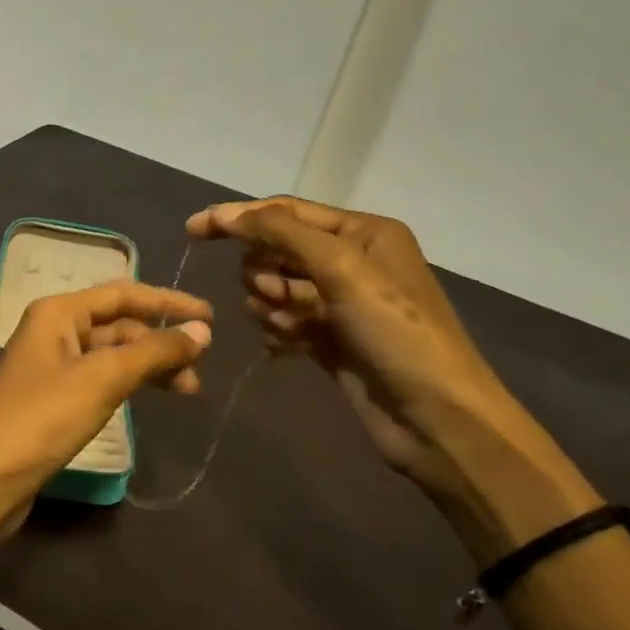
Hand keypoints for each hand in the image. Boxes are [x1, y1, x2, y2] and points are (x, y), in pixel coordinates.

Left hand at [0, 281, 211, 548]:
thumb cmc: (43, 417)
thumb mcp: (102, 379)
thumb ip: (153, 352)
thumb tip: (201, 331)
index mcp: (58, 312)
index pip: (123, 293)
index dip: (168, 302)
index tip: (210, 317)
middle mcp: (54, 330)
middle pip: (118, 324)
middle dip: (160, 341)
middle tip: (201, 367)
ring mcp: (53, 365)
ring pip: (112, 354)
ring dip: (149, 366)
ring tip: (188, 390)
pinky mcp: (54, 399)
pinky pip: (101, 378)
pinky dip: (129, 383)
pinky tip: (150, 397)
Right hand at [187, 197, 595, 554]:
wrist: (436, 418)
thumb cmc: (394, 330)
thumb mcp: (340, 267)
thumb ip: (280, 232)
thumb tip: (225, 213)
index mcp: (362, 232)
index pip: (286, 211)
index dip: (239, 218)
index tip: (193, 230)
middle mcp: (351, 261)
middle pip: (278, 249)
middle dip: (265, 270)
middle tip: (275, 295)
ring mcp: (341, 303)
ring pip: (277, 287)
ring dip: (271, 304)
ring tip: (287, 327)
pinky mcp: (331, 340)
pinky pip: (284, 321)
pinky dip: (278, 330)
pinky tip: (285, 347)